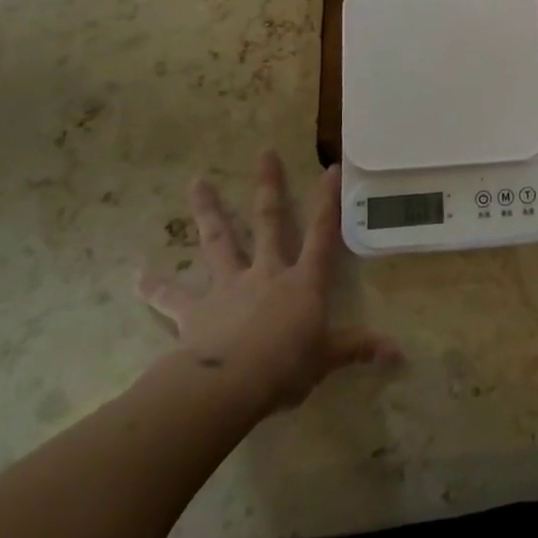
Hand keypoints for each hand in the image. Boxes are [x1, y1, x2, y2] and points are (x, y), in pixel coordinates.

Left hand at [138, 151, 400, 416]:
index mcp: (302, 282)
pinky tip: (137, 275)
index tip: (330, 168)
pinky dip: (155, 286)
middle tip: (264, 152)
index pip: (323, 234)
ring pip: (218, 241)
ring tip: (196, 183)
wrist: (230, 384)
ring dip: (208, 211)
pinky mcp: (194, 310)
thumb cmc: (286, 367)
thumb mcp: (328, 359)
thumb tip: (400, 355)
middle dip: (269, 187)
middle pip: (268, 221)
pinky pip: (172, 296)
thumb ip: (359, 349)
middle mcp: (266, 273)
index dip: (328, 201)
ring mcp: (228, 287)